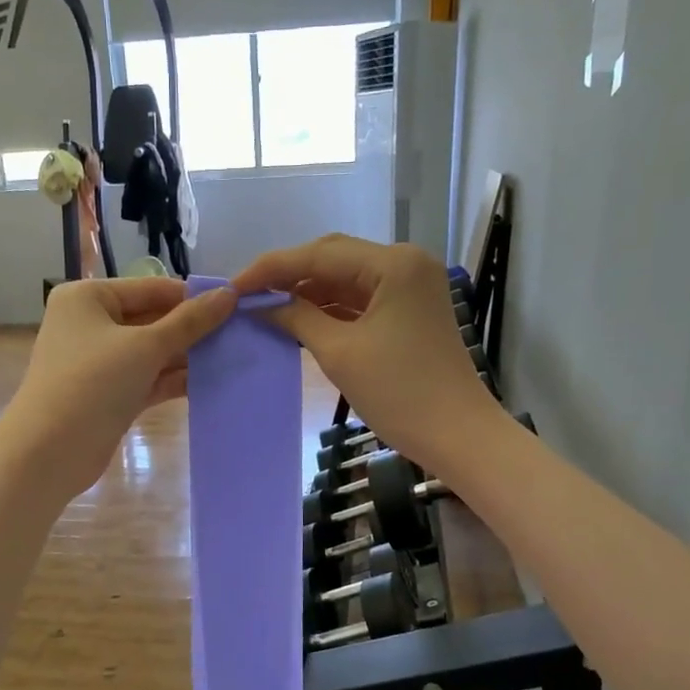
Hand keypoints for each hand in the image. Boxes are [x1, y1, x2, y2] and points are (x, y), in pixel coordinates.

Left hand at [0, 277, 236, 499]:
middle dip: (193, 330)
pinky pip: (148, 378)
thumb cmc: (92, 384)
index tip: (237, 305)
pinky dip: (174, 380)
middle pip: (152, 319)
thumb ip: (189, 322)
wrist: (49, 451)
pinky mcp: (110, 395)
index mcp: (89, 298)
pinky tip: (211, 382)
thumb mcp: (145, 347)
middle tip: (240, 334)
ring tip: (234, 357)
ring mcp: (100, 362)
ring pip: (152, 352)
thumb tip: (229, 294)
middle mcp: (91, 324)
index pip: (151, 288)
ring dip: (188, 357)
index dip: (192, 297)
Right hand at [232, 236, 501, 471]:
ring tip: (267, 308)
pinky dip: (330, 308)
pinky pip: (361, 299)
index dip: (271, 268)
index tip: (233, 285)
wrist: (456, 434)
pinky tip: (300, 319)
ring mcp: (410, 286)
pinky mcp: (410, 310)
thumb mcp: (340, 353)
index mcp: (393, 264)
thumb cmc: (399, 393)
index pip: (319, 254)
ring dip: (308, 292)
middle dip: (288, 275)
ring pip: (346, 278)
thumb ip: (298, 319)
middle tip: (247, 295)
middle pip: (334, 258)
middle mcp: (405, 263)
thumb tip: (262, 305)